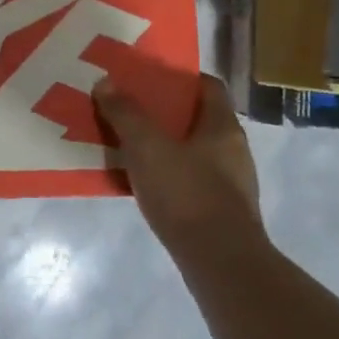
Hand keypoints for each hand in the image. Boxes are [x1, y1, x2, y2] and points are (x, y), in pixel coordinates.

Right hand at [94, 74, 267, 262]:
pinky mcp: (220, 211)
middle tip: (128, 109)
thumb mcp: (147, 147)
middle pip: (197, 119)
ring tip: (128, 145)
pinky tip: (141, 183)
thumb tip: (106, 82)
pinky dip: (166, 175)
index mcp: (223, 126)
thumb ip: (126, 114)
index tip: (148, 77)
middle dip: (163, 113)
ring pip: (192, 151)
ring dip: (163, 146)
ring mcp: (230, 183)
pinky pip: (188, 180)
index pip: (208, 86)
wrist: (220, 261)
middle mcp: (232, 149)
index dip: (179, 77)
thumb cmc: (187, 193)